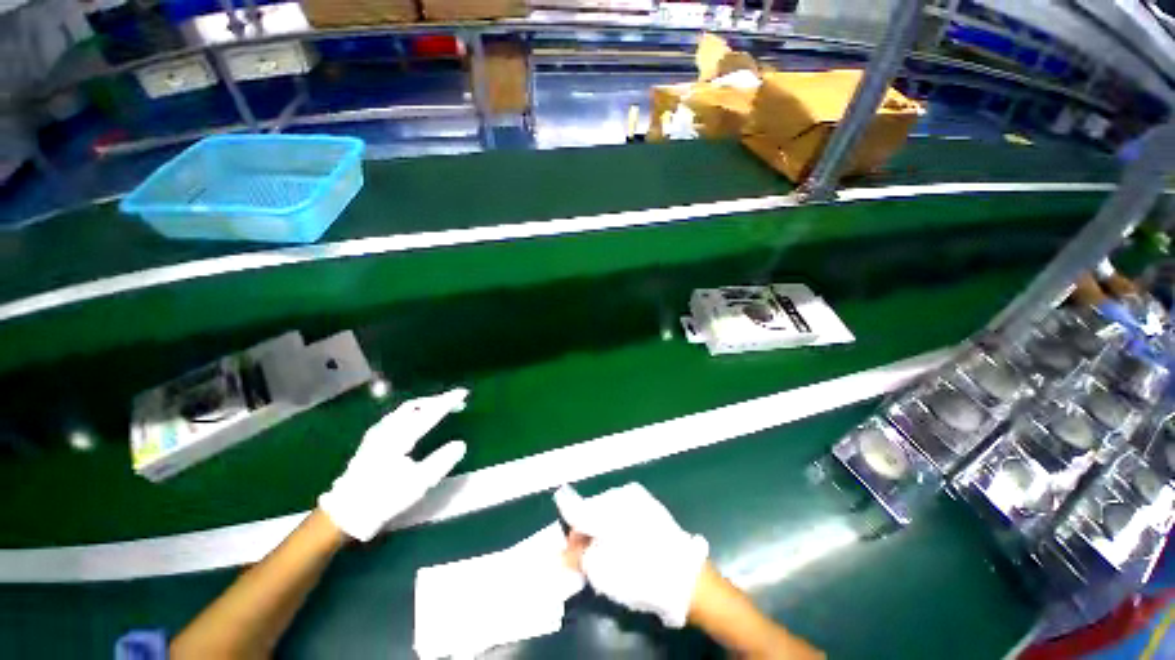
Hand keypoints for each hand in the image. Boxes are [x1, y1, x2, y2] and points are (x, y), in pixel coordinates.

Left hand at [319, 389, 468, 541]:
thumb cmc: (384, 497)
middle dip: (437, 400)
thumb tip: (460, 444)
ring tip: (439, 407)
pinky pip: (397, 416)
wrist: (346, 512)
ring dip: (425, 405)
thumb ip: (441, 461)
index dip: (448, 401)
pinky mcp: (372, 440)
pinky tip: (416, 419)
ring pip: (404, 410)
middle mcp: (387, 429)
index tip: (464, 392)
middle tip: (456, 401)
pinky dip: (413, 412)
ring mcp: (377, 433)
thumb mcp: (418, 483)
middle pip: (415, 406)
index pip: (429, 413)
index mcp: (400, 437)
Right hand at [555, 483, 707, 628]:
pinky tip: (626, 547)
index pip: (575, 509)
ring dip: (602, 529)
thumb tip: (563, 553)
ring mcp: (637, 497)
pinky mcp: (650, 505)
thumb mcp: (601, 573)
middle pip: (591, 510)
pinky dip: (618, 527)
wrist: (686, 578)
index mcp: (605, 507)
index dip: (568, 529)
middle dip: (586, 532)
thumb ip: (577, 557)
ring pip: (607, 511)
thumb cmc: (638, 575)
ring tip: (610, 555)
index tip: (568, 549)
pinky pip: (624, 511)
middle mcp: (620, 494)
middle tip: (589, 559)